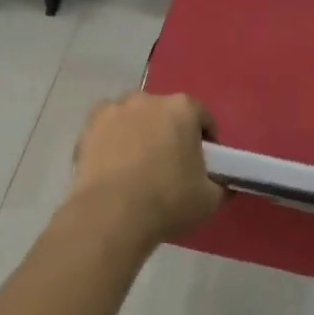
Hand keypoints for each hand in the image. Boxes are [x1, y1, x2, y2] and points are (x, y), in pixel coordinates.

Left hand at [65, 91, 224, 247]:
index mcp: (183, 108)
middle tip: (170, 165)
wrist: (111, 215)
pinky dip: (112, 140)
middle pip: (166, 114)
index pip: (202, 118)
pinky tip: (113, 165)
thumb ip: (221, 186)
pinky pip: (108, 128)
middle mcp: (149, 99)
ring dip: (139, 133)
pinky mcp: (89, 126)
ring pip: (135, 117)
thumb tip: (224, 185)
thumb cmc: (167, 201)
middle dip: (170, 133)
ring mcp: (116, 109)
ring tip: (137, 166)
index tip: (204, 164)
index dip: (206, 141)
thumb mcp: (209, 200)